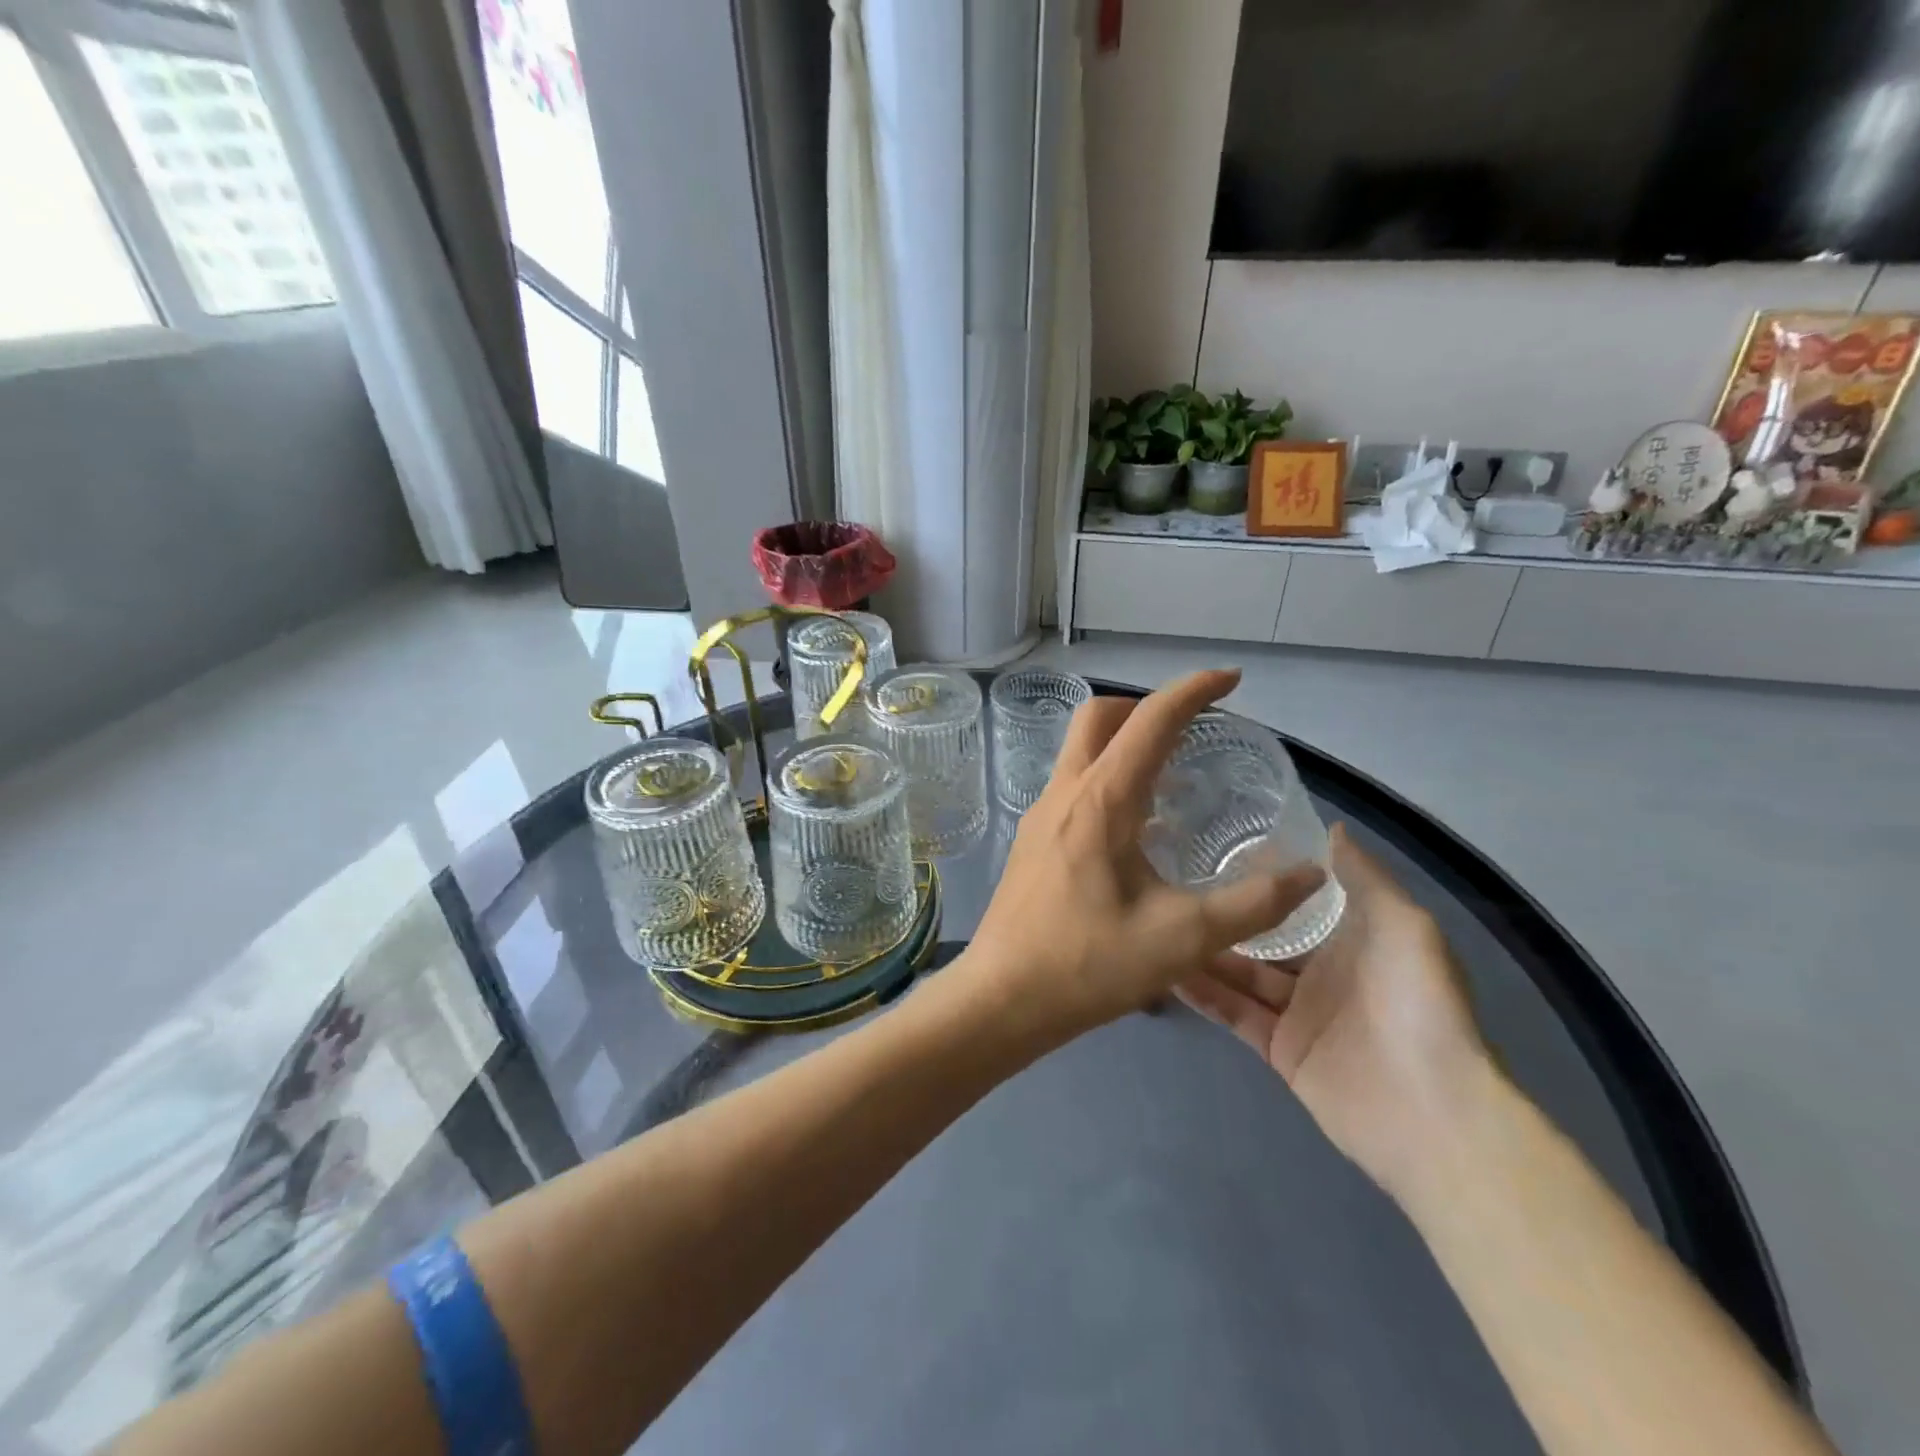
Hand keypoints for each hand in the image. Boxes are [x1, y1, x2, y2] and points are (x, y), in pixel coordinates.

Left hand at [968, 670, 1325, 1043]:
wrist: (1002, 997)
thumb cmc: (1088, 964)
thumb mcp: (1183, 938)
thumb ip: (1253, 904)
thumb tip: (1309, 875)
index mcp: (1102, 799)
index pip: (1150, 720)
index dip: (1193, 690)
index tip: (1230, 680)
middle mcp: (1066, 791)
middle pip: (1100, 716)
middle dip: (1148, 706)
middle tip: (1193, 729)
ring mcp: (1041, 813)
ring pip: (1080, 748)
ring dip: (1124, 741)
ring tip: (1173, 775)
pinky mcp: (1033, 838)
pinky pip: (1073, 782)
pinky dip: (1108, 775)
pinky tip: (1136, 825)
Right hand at [1176, 825, 1491, 1200]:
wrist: (1432, 1111)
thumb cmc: (1418, 1003)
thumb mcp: (1404, 924)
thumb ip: (1364, 877)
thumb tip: (1332, 828)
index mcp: (1354, 940)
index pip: (1298, 903)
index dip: (1264, 881)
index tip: (1218, 849)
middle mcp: (1323, 973)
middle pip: (1263, 939)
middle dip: (1225, 916)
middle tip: (1172, 886)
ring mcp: (1299, 1014)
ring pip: (1241, 975)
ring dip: (1205, 953)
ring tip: (1157, 924)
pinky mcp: (1280, 1051)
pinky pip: (1235, 1014)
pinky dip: (1205, 994)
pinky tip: (1167, 969)